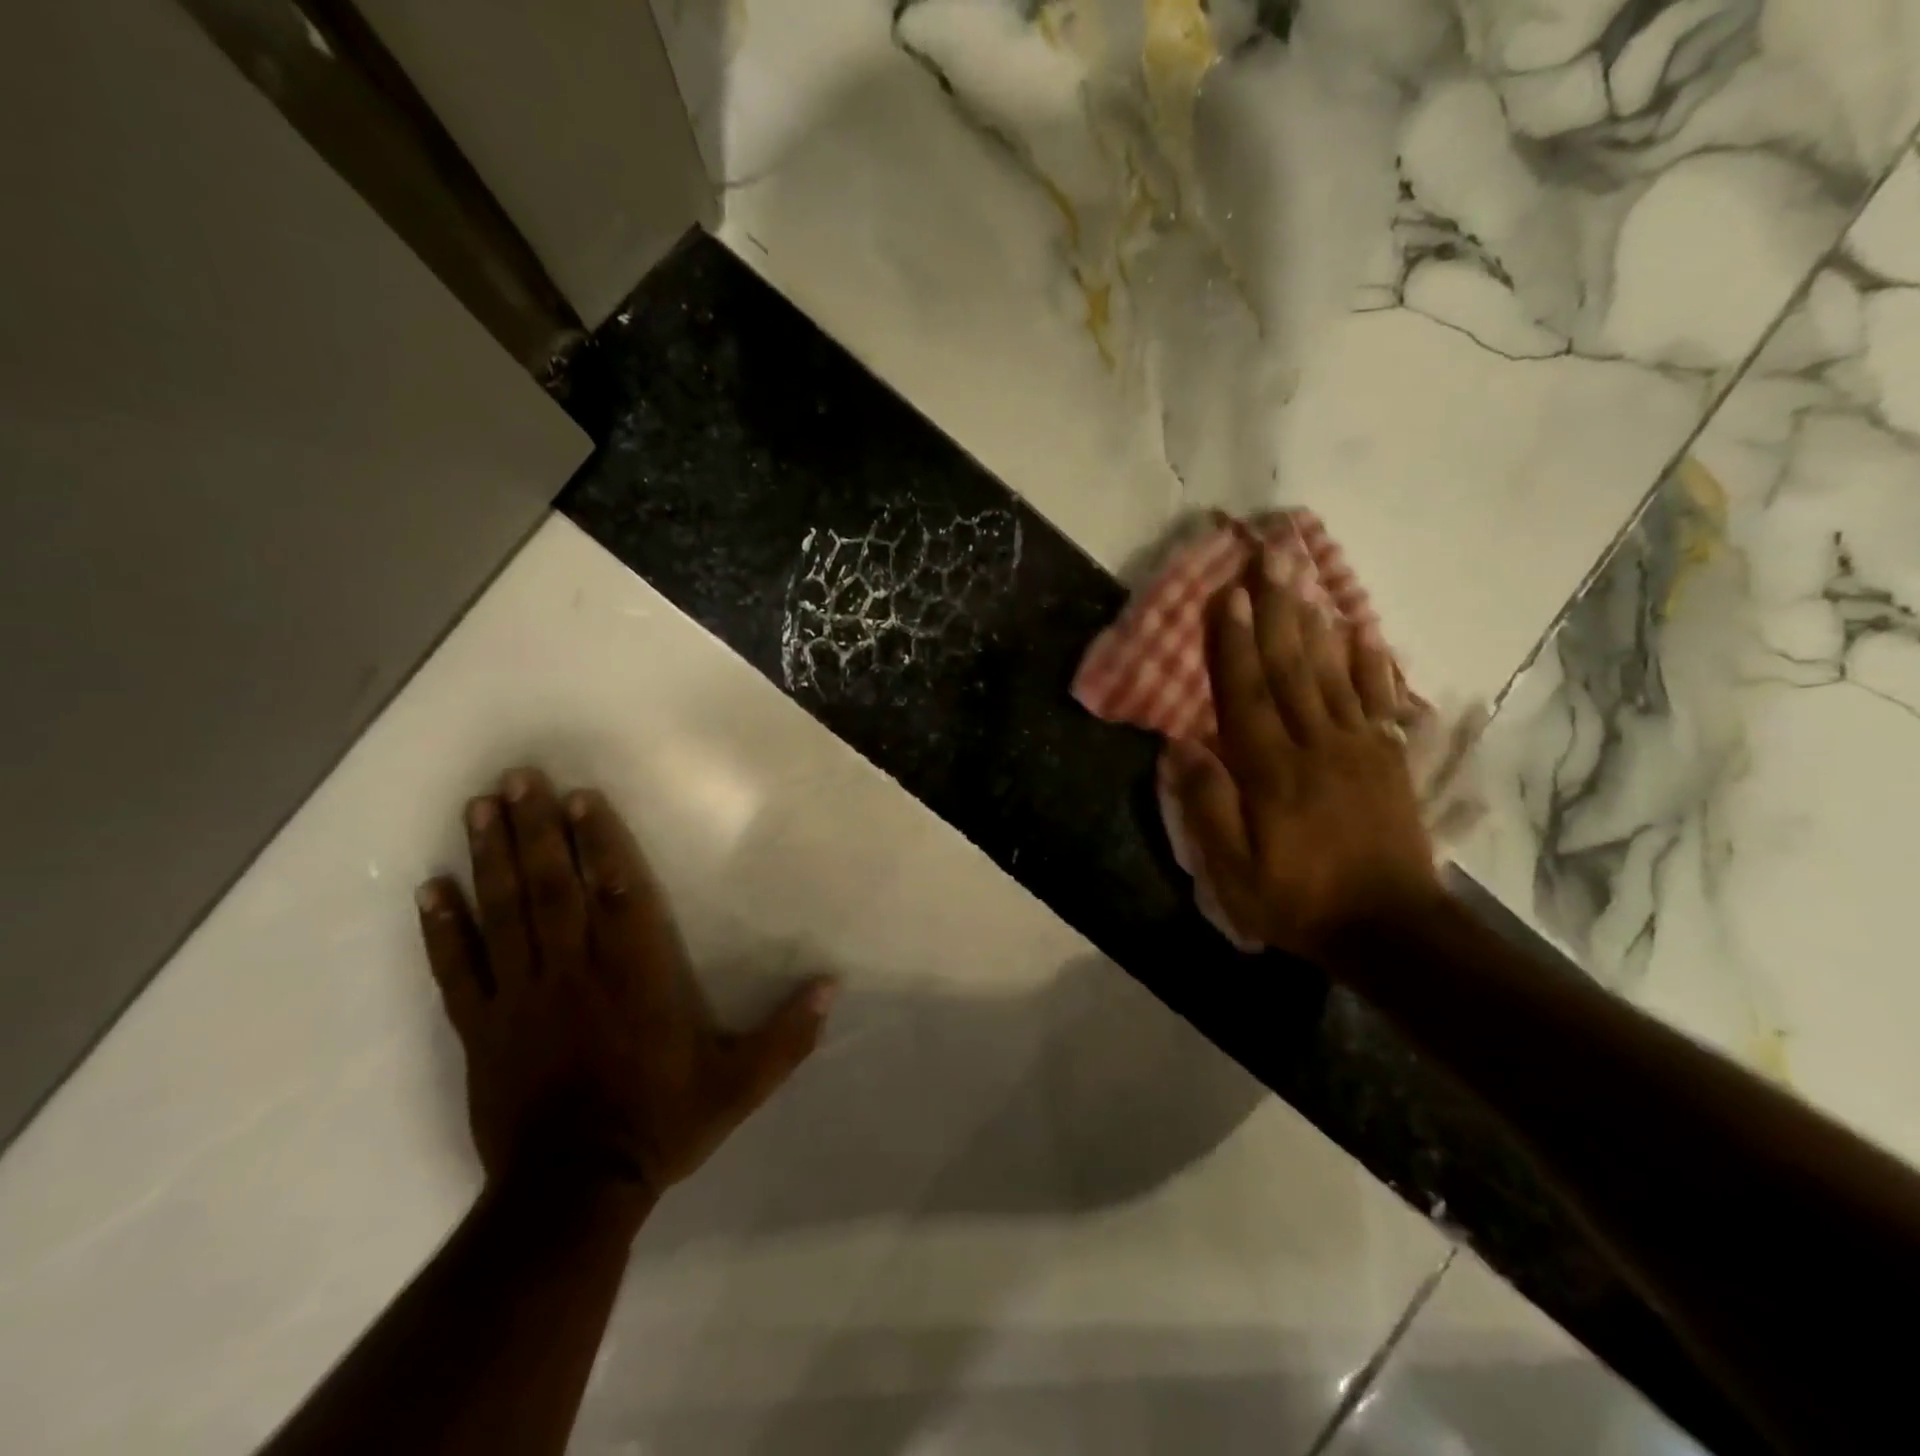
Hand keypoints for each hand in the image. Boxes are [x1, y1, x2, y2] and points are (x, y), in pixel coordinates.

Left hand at [415, 768, 835, 1212]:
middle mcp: (576, 973)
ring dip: (492, 857)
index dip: (600, 842)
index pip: (618, 894)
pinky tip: (430, 888)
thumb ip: (787, 1036)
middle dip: (537, 829)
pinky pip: (459, 970)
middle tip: (518, 778)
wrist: (573, 1193)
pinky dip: (443, 928)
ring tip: (479, 808)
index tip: (581, 798)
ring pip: (505, 913)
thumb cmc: (660, 1125)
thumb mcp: (740, 1085)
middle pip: (553, 888)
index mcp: (637, 977)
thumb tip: (832, 985)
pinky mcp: (482, 1028)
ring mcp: (523, 998)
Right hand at [1167, 545, 1444, 958]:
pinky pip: (1378, 699)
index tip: (1226, 595)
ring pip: (1331, 673)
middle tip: (1270, 558)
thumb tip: (1182, 746)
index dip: (1232, 644)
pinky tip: (1361, 630)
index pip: (1245, 694)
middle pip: (1290, 668)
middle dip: (1275, 611)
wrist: (1389, 930)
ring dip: (1314, 622)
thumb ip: (1208, 808)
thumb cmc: (1299, 902)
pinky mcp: (1388, 759)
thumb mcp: (1234, 874)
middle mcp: (1316, 746)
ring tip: (1304, 578)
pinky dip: (1370, 662)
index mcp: (1272, 772)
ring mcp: (1358, 748)